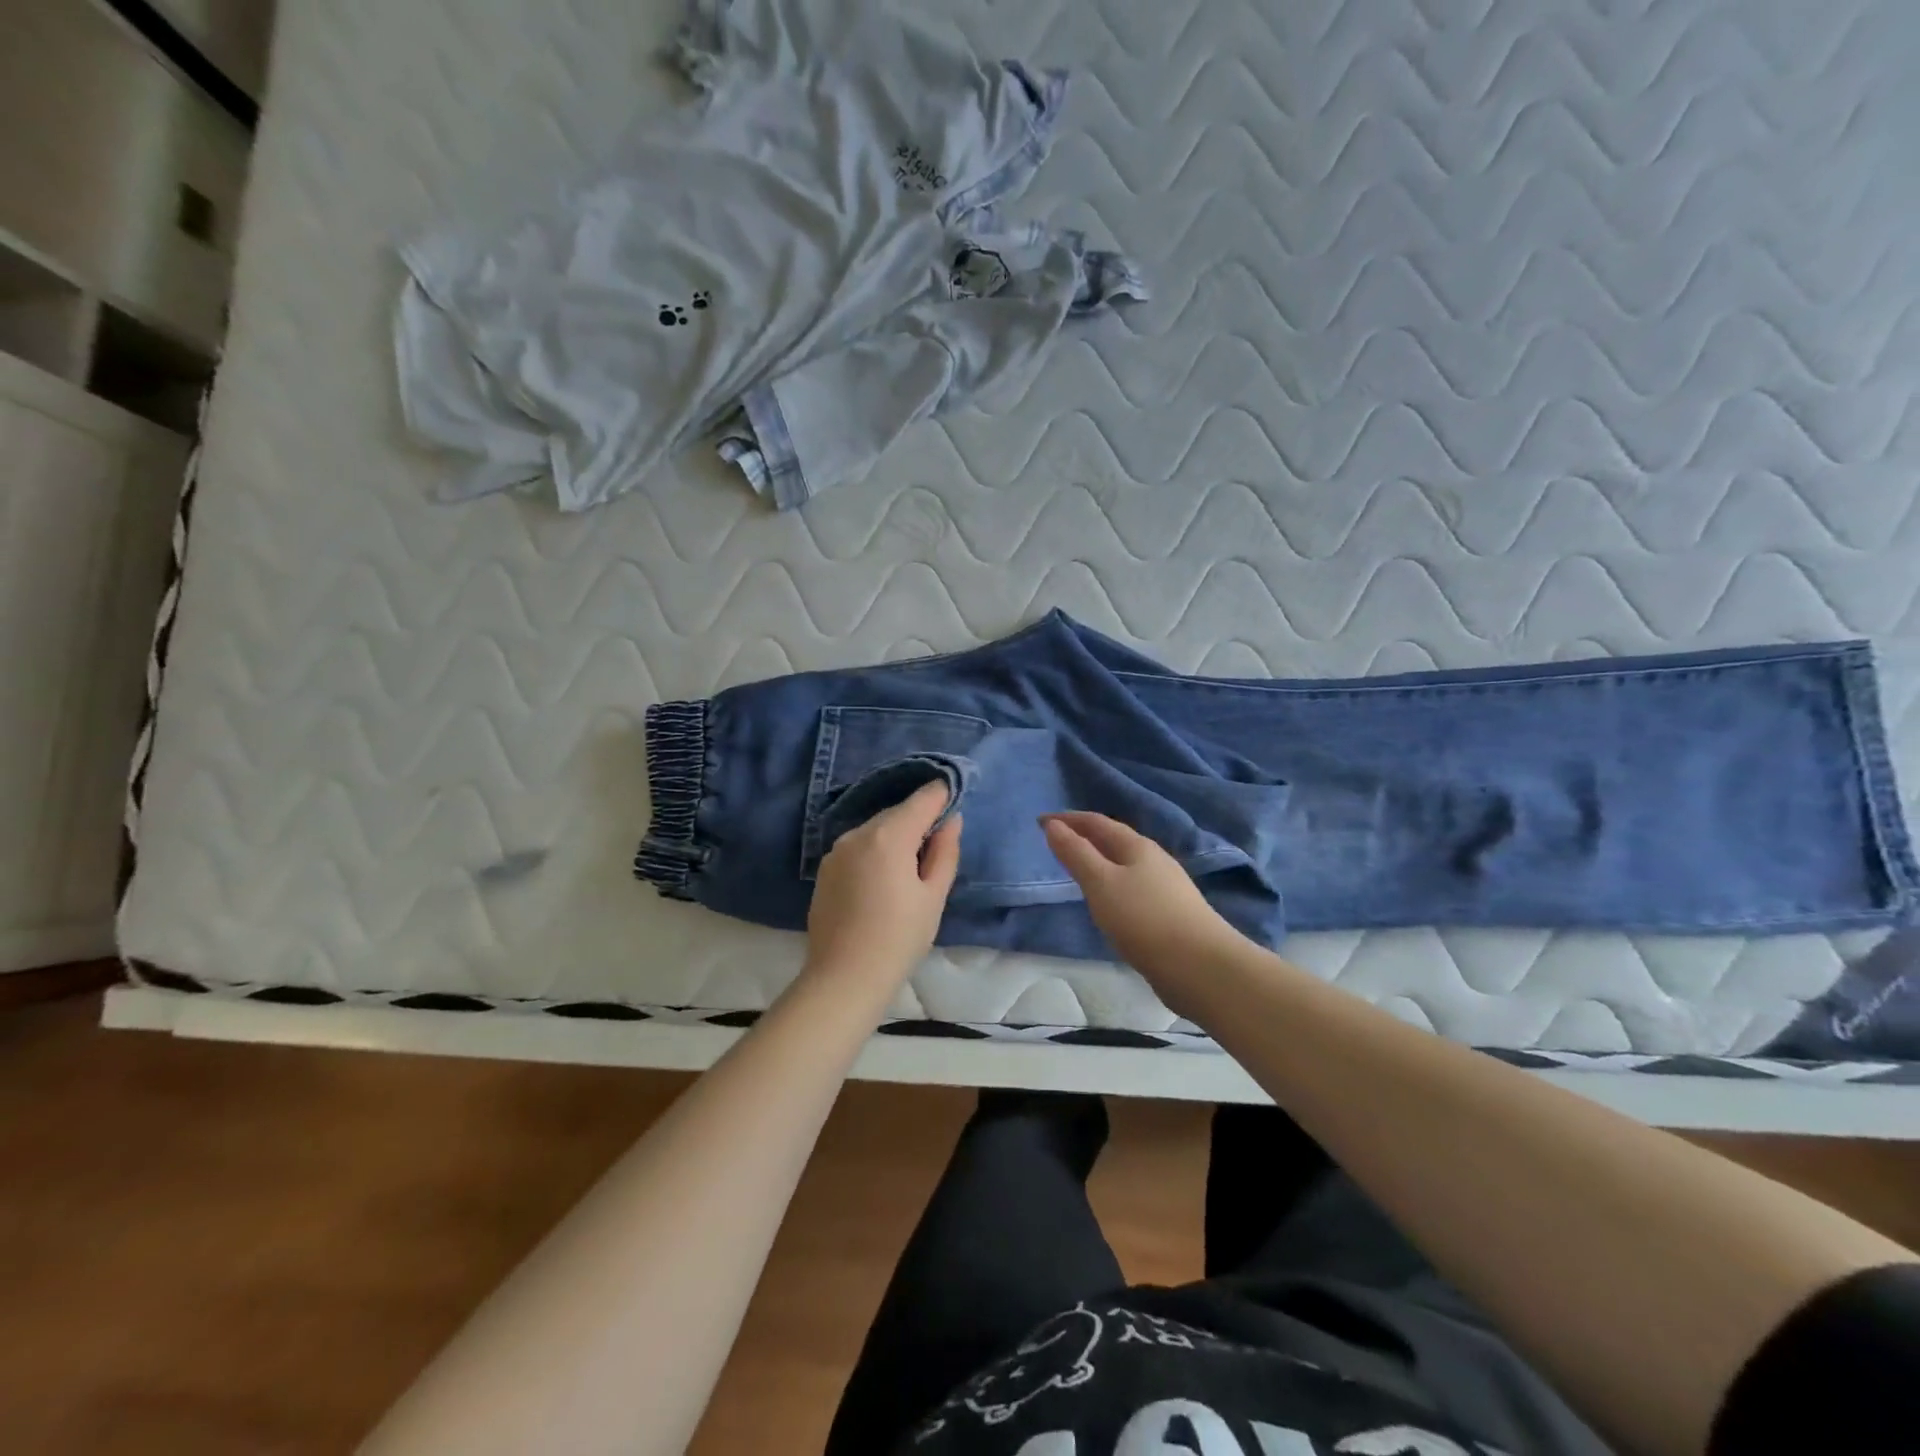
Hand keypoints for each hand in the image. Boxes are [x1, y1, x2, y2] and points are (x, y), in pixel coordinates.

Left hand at [804, 781, 960, 995]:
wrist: (843, 978)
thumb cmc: (899, 939)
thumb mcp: (933, 896)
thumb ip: (945, 851)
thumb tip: (951, 819)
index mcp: (889, 836)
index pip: (923, 798)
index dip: (943, 795)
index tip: (956, 802)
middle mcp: (858, 833)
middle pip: (897, 813)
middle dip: (919, 821)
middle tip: (937, 849)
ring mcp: (836, 850)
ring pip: (876, 830)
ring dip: (895, 838)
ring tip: (909, 871)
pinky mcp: (825, 868)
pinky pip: (858, 847)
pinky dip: (875, 852)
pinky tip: (882, 883)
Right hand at [1042, 812, 1244, 1014]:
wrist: (1201, 967)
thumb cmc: (1144, 919)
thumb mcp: (1101, 883)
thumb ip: (1076, 854)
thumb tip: (1053, 825)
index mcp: (1137, 846)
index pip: (1097, 822)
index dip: (1068, 819)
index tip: (1040, 821)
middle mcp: (1155, 860)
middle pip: (1115, 840)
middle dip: (1085, 837)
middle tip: (1057, 842)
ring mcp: (1166, 887)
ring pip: (1126, 865)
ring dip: (1100, 861)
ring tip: (1078, 871)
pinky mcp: (1171, 914)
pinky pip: (1133, 888)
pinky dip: (1113, 885)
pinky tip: (1109, 903)